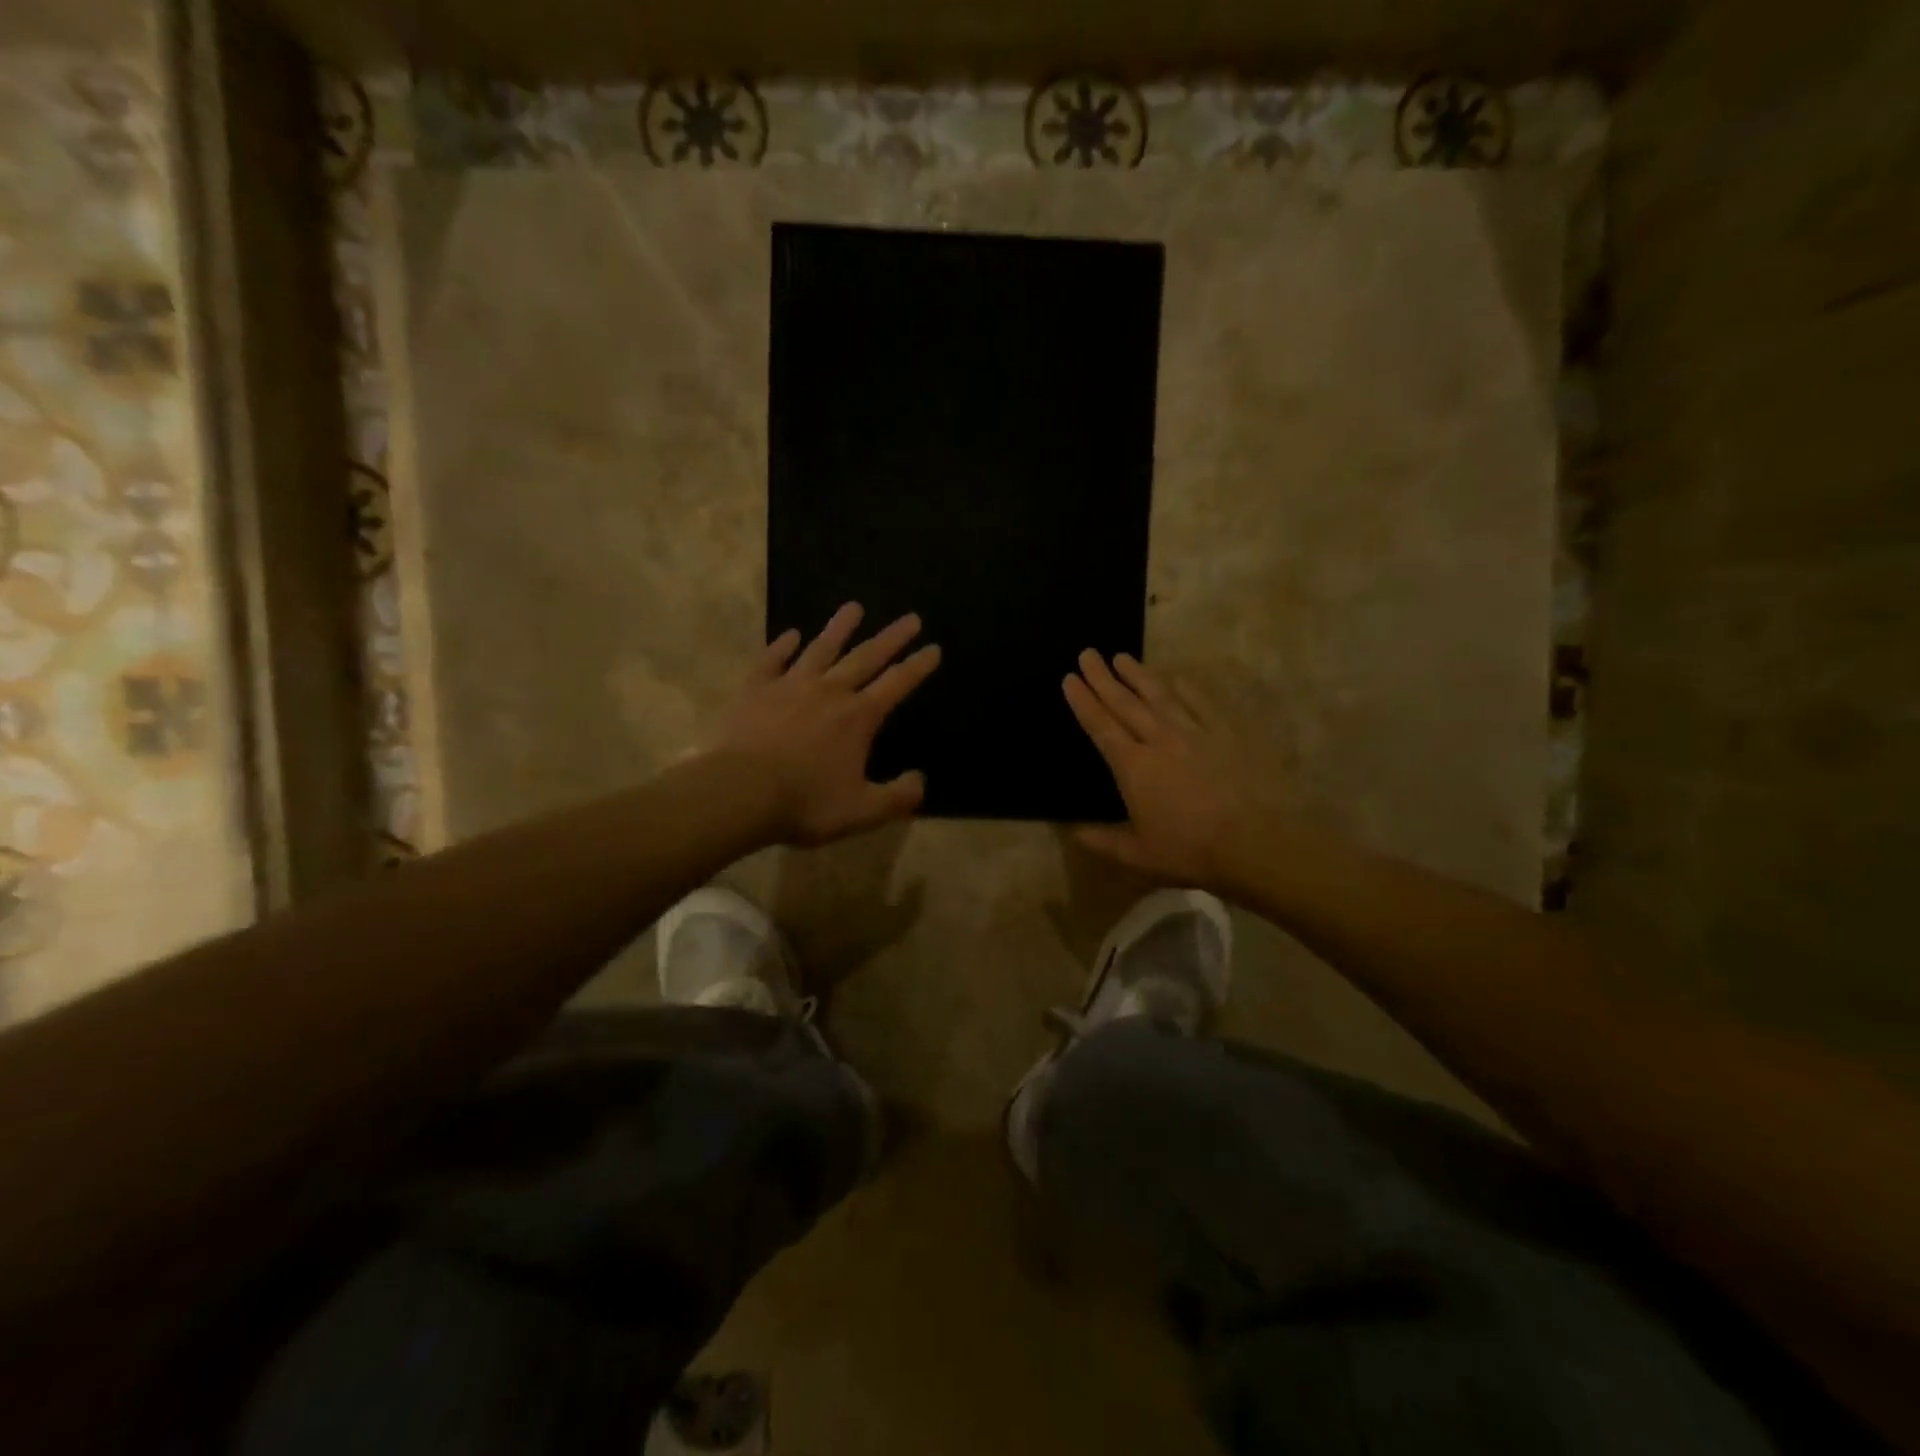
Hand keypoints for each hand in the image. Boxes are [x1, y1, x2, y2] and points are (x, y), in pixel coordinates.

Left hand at [709, 603, 939, 846]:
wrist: (740, 792)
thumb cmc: (805, 803)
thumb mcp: (862, 811)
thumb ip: (897, 798)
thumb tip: (920, 781)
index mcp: (858, 717)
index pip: (897, 684)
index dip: (918, 667)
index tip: (934, 648)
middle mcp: (829, 691)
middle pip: (866, 657)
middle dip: (892, 638)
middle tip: (911, 618)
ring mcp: (790, 686)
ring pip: (821, 649)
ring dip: (839, 627)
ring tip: (853, 607)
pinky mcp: (755, 689)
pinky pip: (772, 660)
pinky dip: (782, 646)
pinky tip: (790, 635)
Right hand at [1063, 651, 1271, 888]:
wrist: (1257, 840)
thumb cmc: (1192, 850)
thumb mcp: (1140, 855)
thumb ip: (1104, 841)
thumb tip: (1074, 833)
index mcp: (1134, 767)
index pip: (1101, 727)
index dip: (1083, 702)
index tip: (1070, 678)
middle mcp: (1160, 740)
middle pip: (1125, 703)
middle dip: (1102, 678)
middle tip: (1087, 654)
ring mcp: (1195, 732)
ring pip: (1160, 696)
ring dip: (1138, 675)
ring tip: (1122, 657)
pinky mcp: (1226, 732)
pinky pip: (1201, 702)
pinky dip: (1186, 688)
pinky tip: (1177, 678)